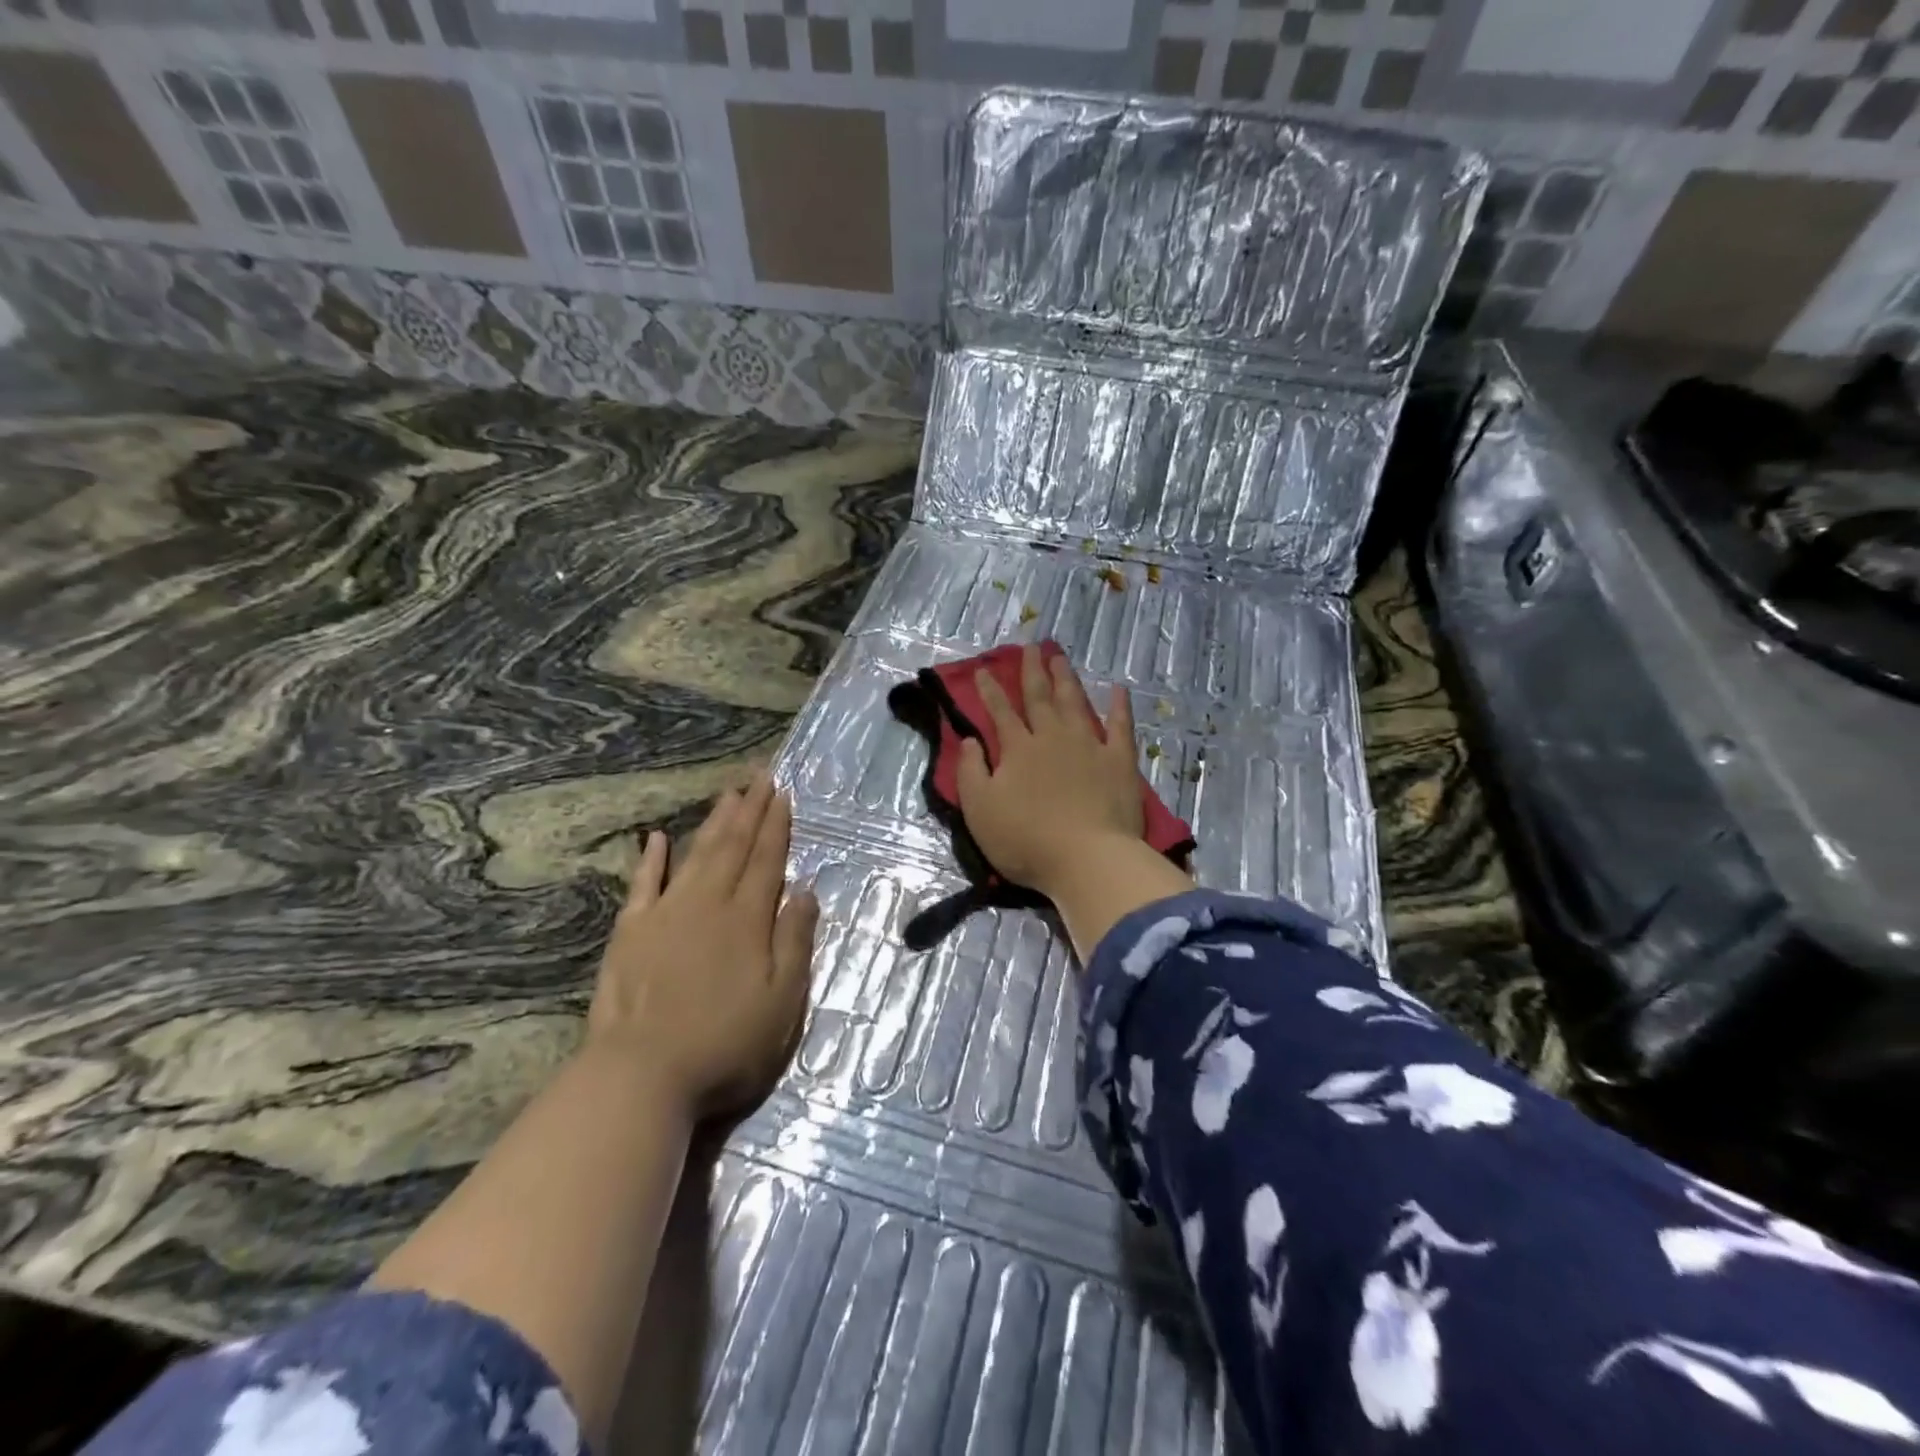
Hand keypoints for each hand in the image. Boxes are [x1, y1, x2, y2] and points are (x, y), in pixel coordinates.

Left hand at [586, 772, 818, 1122]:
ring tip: (727, 795)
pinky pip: (642, 885)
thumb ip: (795, 941)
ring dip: (713, 823)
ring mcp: (665, 914)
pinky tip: (656, 838)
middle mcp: (708, 903)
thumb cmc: (725, 1044)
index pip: (767, 859)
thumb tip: (805, 891)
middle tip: (759, 777)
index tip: (782, 794)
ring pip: (695, 855)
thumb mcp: (782, 1001)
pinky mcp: (630, 933)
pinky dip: (650, 860)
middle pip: (733, 847)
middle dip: (749, 810)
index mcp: (747, 918)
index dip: (776, 826)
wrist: (642, 1075)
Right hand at [955, 644, 1145, 895]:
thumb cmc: (1026, 840)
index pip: (1001, 712)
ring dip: (1066, 678)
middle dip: (1032, 671)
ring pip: (1075, 702)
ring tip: (1060, 656)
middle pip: (1040, 697)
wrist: (1087, 859)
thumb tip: (971, 740)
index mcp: (1018, 749)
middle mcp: (1053, 738)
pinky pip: (1120, 726)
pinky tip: (1118, 689)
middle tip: (1030, 647)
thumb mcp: (980, 810)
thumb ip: (971, 772)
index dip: (990, 691)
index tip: (983, 670)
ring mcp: (1089, 746)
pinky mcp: (1120, 761)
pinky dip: (1119, 706)